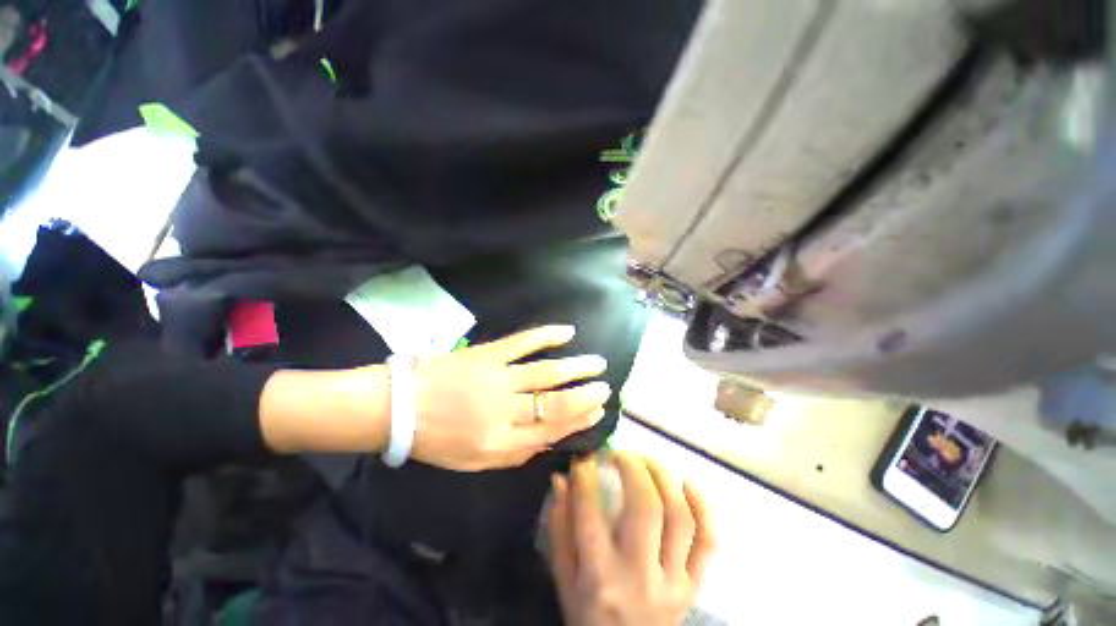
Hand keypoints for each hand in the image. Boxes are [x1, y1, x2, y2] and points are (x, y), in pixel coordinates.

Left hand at [409, 326, 611, 470]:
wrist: (399, 406)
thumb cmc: (436, 439)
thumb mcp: (474, 461)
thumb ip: (514, 454)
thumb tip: (549, 439)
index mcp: (499, 442)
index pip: (550, 431)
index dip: (579, 420)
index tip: (597, 411)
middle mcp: (504, 410)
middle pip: (554, 403)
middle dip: (585, 396)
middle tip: (606, 387)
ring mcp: (497, 377)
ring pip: (546, 373)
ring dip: (576, 368)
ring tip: (597, 363)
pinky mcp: (488, 353)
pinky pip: (522, 342)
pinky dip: (546, 335)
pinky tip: (567, 332)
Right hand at [548, 452, 715, 625]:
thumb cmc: (588, 616)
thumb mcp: (564, 579)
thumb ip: (560, 528)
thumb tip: (561, 479)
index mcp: (599, 577)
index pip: (590, 513)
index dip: (585, 476)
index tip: (585, 457)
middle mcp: (639, 576)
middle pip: (646, 508)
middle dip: (633, 467)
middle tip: (621, 452)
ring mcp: (673, 582)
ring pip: (679, 517)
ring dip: (664, 477)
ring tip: (648, 459)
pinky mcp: (693, 586)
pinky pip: (708, 542)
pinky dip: (703, 507)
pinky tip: (688, 481)